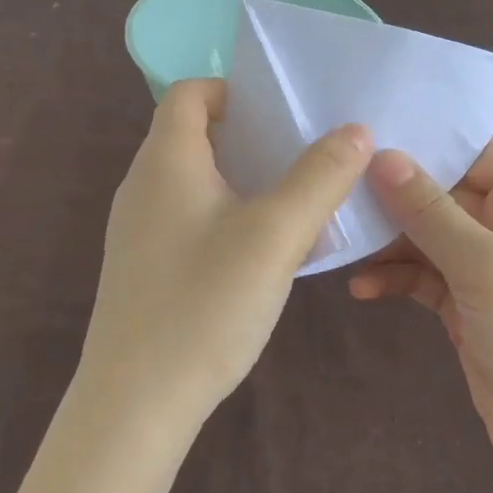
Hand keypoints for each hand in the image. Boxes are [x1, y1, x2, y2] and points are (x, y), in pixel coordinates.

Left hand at [78, 79, 372, 427]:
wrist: (136, 403)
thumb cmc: (204, 305)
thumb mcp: (275, 236)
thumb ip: (319, 178)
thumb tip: (356, 131)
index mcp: (166, 161)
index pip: (190, 93)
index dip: (235, 90)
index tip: (283, 112)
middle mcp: (143, 186)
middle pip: (194, 134)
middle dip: (251, 136)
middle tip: (304, 153)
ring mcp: (139, 229)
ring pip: (195, 181)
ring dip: (243, 179)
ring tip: (295, 199)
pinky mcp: (145, 267)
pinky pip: (189, 219)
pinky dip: (227, 216)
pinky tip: (263, 252)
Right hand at [349, 137, 492, 484]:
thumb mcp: (486, 268)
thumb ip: (430, 210)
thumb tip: (381, 155)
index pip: (472, 150)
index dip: (419, 144)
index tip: (355, 139)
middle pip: (443, 192)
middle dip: (392, 198)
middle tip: (332, 195)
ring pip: (429, 236)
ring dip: (388, 243)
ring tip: (341, 245)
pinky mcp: (472, 305)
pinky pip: (426, 276)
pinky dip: (397, 279)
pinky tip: (363, 289)